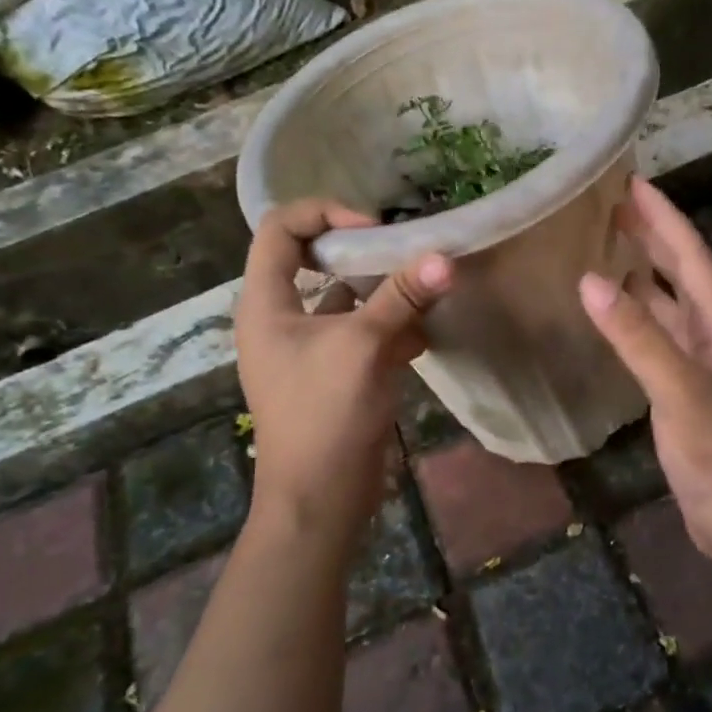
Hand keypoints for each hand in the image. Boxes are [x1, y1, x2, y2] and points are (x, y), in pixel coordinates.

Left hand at [237, 200, 452, 534]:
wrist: (321, 497)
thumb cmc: (325, 413)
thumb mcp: (364, 346)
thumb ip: (402, 297)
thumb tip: (445, 257)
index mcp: (266, 303)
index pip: (280, 229)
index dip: (324, 214)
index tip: (371, 229)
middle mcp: (282, 318)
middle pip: (315, 260)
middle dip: (362, 252)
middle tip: (403, 250)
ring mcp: (309, 347)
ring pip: (345, 299)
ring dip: (383, 291)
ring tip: (424, 286)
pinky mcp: (335, 373)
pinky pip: (362, 333)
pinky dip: (392, 328)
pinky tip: (424, 334)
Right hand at [578, 177, 711, 579]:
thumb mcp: (679, 390)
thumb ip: (637, 337)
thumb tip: (590, 281)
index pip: (691, 256)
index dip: (663, 218)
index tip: (633, 184)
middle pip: (683, 271)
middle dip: (653, 236)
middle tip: (615, 206)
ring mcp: (702, 361)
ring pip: (669, 303)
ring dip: (643, 273)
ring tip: (608, 248)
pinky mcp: (686, 388)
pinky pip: (658, 335)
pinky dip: (636, 315)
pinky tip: (614, 313)